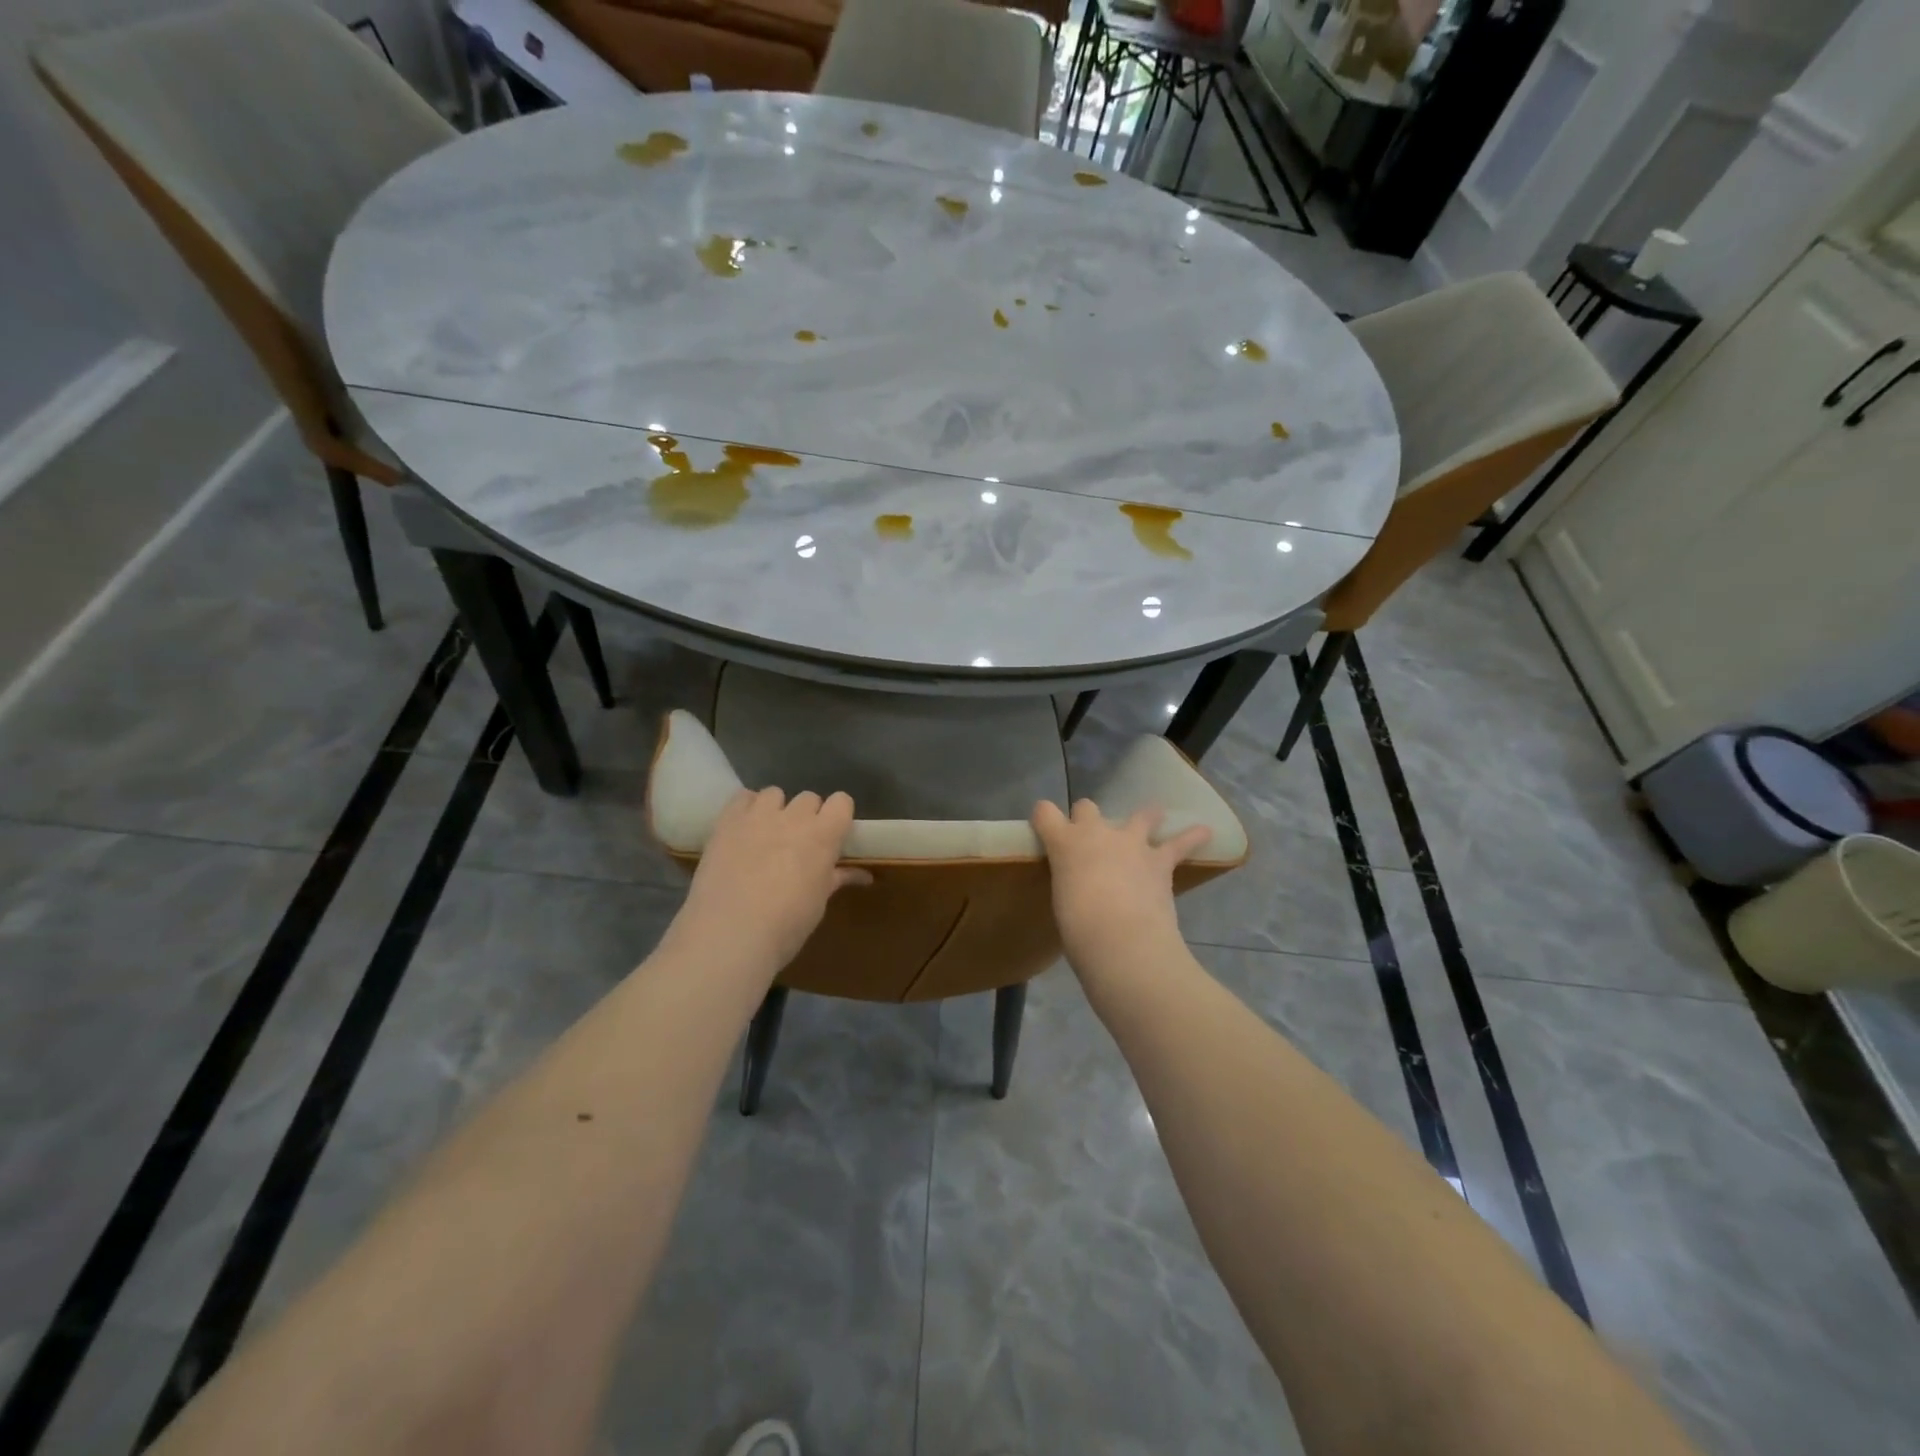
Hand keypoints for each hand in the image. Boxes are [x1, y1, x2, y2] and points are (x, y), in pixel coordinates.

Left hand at [671, 788, 870, 973]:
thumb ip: (837, 878)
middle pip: (809, 798)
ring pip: (774, 793)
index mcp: (823, 836)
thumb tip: (864, 875)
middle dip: (808, 816)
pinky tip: (743, 830)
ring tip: (768, 834)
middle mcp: (793, 817)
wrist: (730, 934)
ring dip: (776, 809)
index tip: (834, 835)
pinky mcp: (727, 822)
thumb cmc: (786, 925)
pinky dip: (746, 808)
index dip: (838, 816)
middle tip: (799, 843)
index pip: (842, 802)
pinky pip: (742, 797)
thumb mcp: (818, 903)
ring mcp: (757, 816)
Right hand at [1032, 800, 1211, 971]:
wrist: (1122, 940)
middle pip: (1087, 808)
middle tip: (1090, 838)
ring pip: (1139, 816)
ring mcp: (1130, 843)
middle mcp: (1096, 833)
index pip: (1045, 812)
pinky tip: (1204, 832)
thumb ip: (1071, 882)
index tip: (1045, 825)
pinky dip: (1193, 837)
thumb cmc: (1078, 928)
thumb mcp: (1062, 900)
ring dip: (1145, 816)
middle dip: (1087, 817)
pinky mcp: (1160, 860)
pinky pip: (1180, 843)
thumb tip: (1082, 888)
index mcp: (1064, 844)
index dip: (1044, 817)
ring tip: (1153, 816)